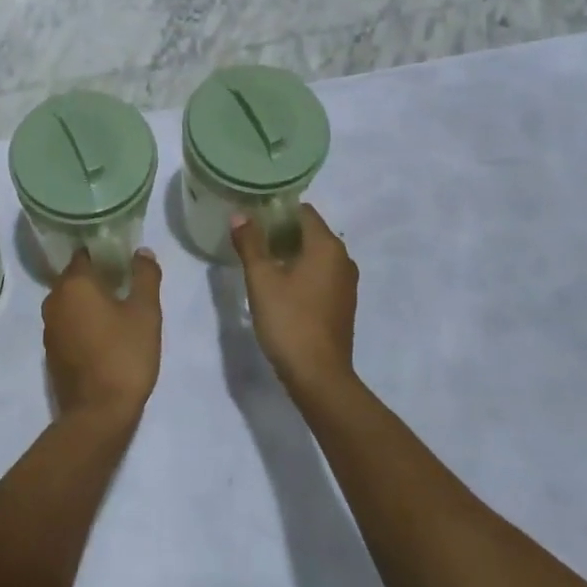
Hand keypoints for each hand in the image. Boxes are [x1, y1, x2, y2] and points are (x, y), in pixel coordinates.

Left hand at [42, 249, 161, 424]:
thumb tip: (142, 252)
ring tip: (117, 309)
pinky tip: (103, 334)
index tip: (123, 259)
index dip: (104, 253)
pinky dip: (81, 322)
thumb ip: (145, 276)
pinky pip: (66, 323)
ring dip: (88, 301)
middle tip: (125, 284)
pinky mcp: (50, 352)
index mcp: (74, 284)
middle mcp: (54, 300)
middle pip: (75, 277)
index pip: (84, 254)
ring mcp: (48, 327)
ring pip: (69, 301)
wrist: (98, 414)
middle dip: (97, 277)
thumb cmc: (124, 356)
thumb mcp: (145, 313)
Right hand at [232, 205, 358, 398]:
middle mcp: (343, 258)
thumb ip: (250, 243)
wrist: (319, 376)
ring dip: (290, 252)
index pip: (303, 211)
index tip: (252, 217)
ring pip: (315, 254)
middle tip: (251, 238)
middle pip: (310, 231)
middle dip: (281, 231)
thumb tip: (240, 215)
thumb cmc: (289, 320)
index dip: (277, 210)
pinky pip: (321, 274)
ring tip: (261, 260)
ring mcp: (346, 283)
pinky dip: (302, 271)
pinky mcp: (343, 303)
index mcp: (327, 246)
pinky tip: (280, 285)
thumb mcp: (261, 279)